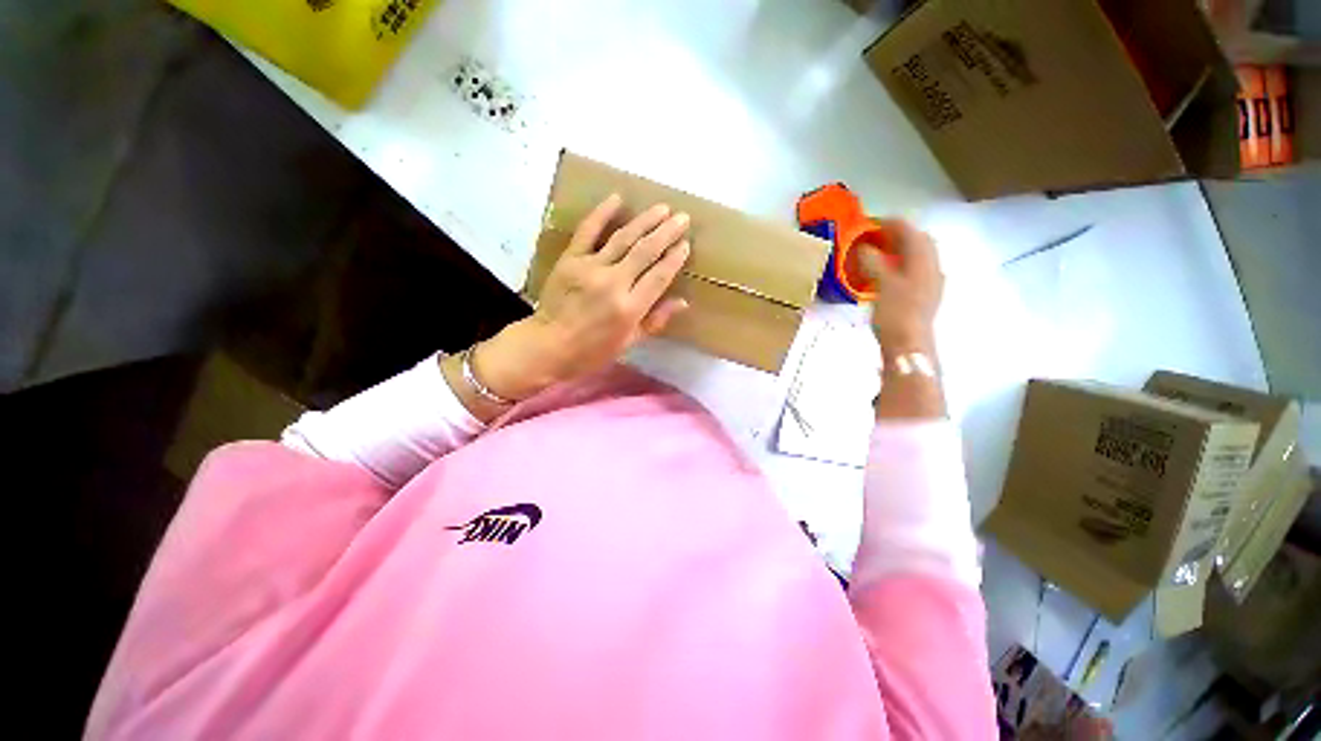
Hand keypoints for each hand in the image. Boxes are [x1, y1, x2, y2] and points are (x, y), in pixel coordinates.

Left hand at [468, 194, 691, 404]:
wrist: (548, 345)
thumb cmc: (592, 351)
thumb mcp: (628, 343)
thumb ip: (655, 320)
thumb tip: (683, 301)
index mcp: (630, 308)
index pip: (659, 276)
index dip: (675, 258)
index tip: (685, 244)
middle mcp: (614, 283)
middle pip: (646, 251)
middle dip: (667, 232)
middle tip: (682, 218)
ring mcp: (591, 268)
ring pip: (623, 238)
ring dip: (645, 220)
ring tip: (662, 208)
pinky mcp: (570, 259)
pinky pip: (587, 231)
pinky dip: (602, 213)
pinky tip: (617, 198)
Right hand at [859, 220, 943, 354]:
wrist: (909, 345)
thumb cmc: (896, 313)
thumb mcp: (882, 285)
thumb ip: (874, 263)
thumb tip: (864, 248)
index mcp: (924, 261)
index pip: (912, 232)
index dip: (893, 223)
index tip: (872, 221)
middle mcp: (932, 268)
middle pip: (919, 242)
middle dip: (899, 234)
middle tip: (876, 235)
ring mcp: (930, 283)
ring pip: (918, 257)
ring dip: (900, 249)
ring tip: (879, 251)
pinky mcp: (924, 296)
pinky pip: (914, 270)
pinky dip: (901, 264)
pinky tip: (887, 272)